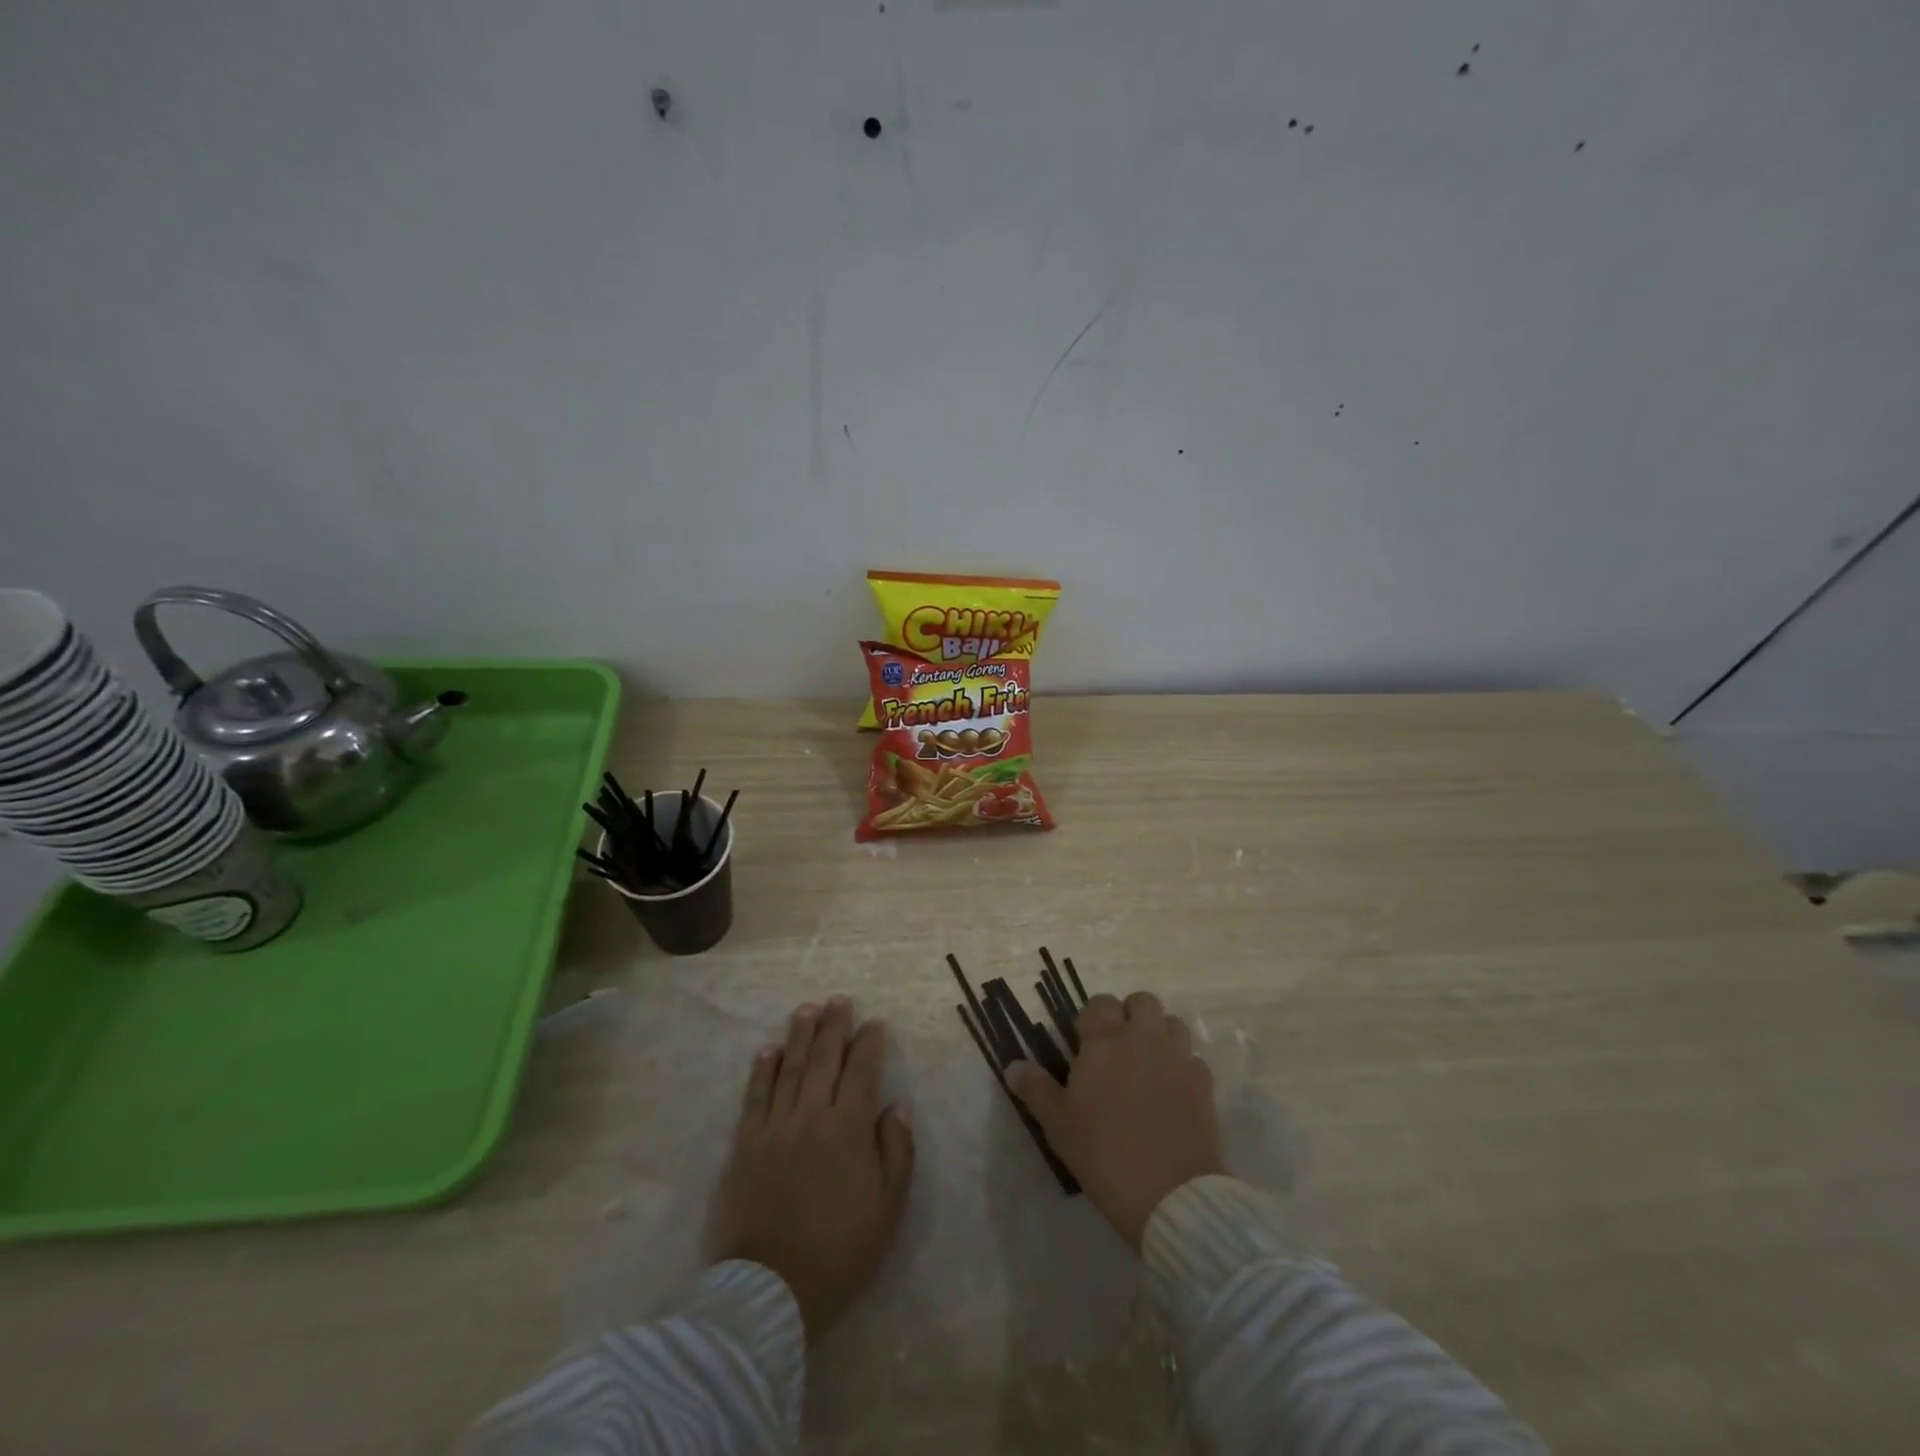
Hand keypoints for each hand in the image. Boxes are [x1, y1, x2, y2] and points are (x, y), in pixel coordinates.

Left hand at [705, 997, 915, 1337]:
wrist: (770, 1292)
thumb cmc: (839, 1253)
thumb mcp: (888, 1209)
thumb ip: (896, 1152)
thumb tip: (897, 1105)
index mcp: (849, 1129)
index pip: (862, 1071)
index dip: (870, 1043)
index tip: (875, 1023)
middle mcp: (812, 1116)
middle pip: (823, 1059)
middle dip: (833, 1026)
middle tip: (839, 1001)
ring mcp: (775, 1128)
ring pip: (788, 1069)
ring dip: (798, 1036)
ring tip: (806, 1009)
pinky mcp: (745, 1146)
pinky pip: (755, 1097)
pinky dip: (762, 1071)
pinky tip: (767, 1050)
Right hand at [1008, 991, 1223, 1248]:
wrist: (1170, 1193)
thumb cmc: (1103, 1152)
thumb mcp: (1058, 1123)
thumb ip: (1035, 1089)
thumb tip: (1012, 1066)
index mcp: (1105, 1040)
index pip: (1099, 1004)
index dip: (1091, 1018)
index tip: (1083, 1043)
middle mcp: (1144, 1038)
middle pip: (1142, 1001)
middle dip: (1129, 1014)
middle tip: (1117, 1046)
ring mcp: (1178, 1058)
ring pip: (1173, 1023)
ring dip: (1159, 1033)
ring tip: (1147, 1062)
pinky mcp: (1204, 1084)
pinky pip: (1193, 1059)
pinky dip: (1182, 1065)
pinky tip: (1172, 1090)